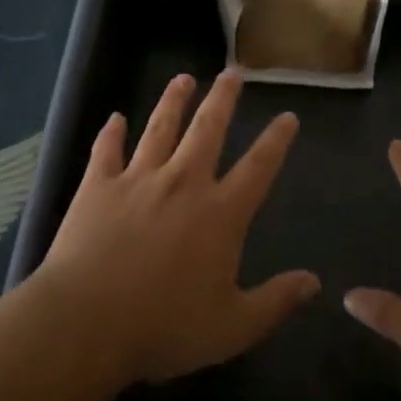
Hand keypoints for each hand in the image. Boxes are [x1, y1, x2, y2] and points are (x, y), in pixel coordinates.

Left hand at [35, 71, 319, 385]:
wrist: (86, 322)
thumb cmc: (163, 328)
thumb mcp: (232, 327)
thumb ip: (275, 302)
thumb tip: (314, 282)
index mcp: (220, 214)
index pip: (258, 167)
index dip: (276, 140)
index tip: (287, 116)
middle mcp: (183, 183)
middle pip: (208, 129)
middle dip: (223, 98)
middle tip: (233, 73)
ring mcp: (138, 179)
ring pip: (160, 127)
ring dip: (173, 100)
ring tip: (183, 78)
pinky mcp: (98, 186)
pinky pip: (107, 150)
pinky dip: (111, 132)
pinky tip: (115, 118)